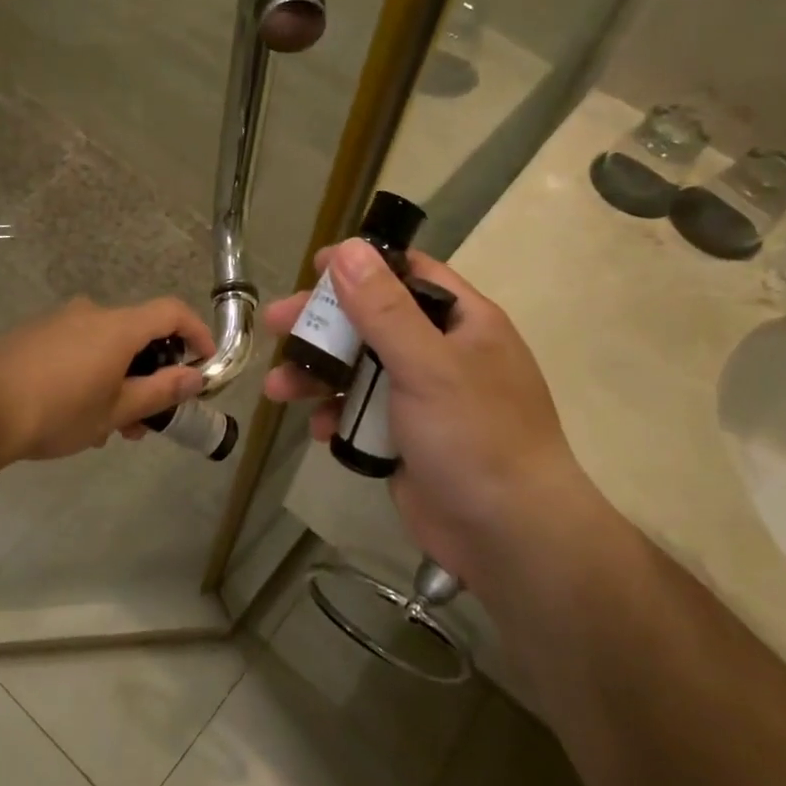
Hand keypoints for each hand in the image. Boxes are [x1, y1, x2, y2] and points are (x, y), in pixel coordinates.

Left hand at [0, 296, 214, 461]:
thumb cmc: (58, 410)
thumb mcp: (117, 410)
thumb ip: (161, 391)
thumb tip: (195, 377)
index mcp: (118, 326)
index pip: (172, 312)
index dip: (197, 333)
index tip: (205, 363)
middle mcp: (90, 313)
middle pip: (137, 334)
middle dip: (151, 375)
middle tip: (147, 419)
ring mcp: (58, 322)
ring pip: (105, 347)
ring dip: (118, 381)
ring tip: (108, 429)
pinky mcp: (33, 335)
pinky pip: (77, 349)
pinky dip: (90, 374)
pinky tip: (75, 416)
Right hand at [262, 241, 589, 591]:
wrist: (510, 538)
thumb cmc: (475, 437)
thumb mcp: (427, 365)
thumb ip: (384, 307)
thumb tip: (347, 248)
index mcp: (462, 323)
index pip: (408, 274)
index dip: (362, 265)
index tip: (314, 268)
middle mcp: (442, 353)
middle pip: (372, 322)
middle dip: (322, 325)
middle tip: (275, 324)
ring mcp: (423, 399)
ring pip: (359, 370)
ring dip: (318, 375)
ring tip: (277, 388)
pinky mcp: (406, 439)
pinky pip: (362, 414)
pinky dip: (337, 416)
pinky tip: (318, 430)